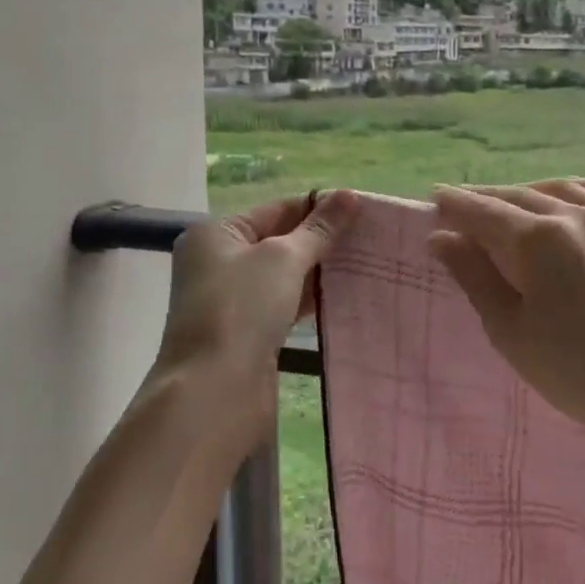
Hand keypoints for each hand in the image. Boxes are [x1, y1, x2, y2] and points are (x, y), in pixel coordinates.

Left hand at [146, 190, 359, 456]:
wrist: (214, 389)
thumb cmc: (242, 308)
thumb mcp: (284, 258)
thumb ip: (319, 228)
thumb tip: (350, 194)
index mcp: (217, 233)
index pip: (277, 209)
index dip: (318, 208)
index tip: (362, 211)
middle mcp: (218, 261)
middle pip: (279, 240)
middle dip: (321, 240)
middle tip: (369, 238)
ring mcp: (231, 299)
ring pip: (283, 274)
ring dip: (318, 270)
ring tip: (364, 262)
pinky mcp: (246, 330)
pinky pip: (284, 303)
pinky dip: (309, 297)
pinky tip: (343, 294)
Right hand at [428, 180, 584, 463]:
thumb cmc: (576, 371)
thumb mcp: (511, 330)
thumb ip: (475, 276)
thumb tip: (442, 237)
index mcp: (539, 239)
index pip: (486, 213)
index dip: (457, 205)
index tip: (434, 199)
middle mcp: (577, 216)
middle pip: (521, 197)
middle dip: (487, 199)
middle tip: (461, 205)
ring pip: (564, 191)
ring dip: (529, 192)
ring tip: (510, 202)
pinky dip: (582, 190)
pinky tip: (574, 197)